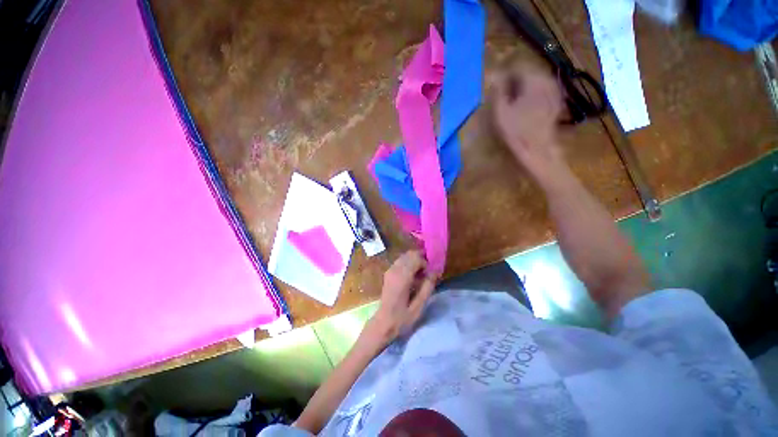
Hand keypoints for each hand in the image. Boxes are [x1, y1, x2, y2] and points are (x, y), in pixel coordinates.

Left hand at [366, 251, 436, 344]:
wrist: (383, 323)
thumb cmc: (402, 318)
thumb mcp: (419, 306)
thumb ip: (427, 287)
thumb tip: (435, 272)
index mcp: (402, 277)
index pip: (416, 258)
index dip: (425, 263)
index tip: (430, 275)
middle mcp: (395, 270)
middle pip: (410, 254)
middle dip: (421, 259)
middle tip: (427, 271)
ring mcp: (390, 270)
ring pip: (404, 256)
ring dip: (414, 260)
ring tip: (421, 274)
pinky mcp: (388, 273)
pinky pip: (400, 261)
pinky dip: (408, 263)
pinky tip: (412, 275)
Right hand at [492, 62, 564, 175]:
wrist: (537, 149)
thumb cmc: (516, 131)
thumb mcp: (501, 111)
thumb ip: (498, 90)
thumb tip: (495, 75)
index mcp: (533, 80)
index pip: (517, 67)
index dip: (505, 76)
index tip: (497, 89)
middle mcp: (547, 80)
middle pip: (528, 73)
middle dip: (515, 81)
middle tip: (505, 98)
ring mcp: (555, 90)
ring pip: (536, 81)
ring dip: (524, 88)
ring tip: (515, 103)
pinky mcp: (557, 101)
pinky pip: (543, 90)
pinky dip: (534, 95)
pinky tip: (527, 108)